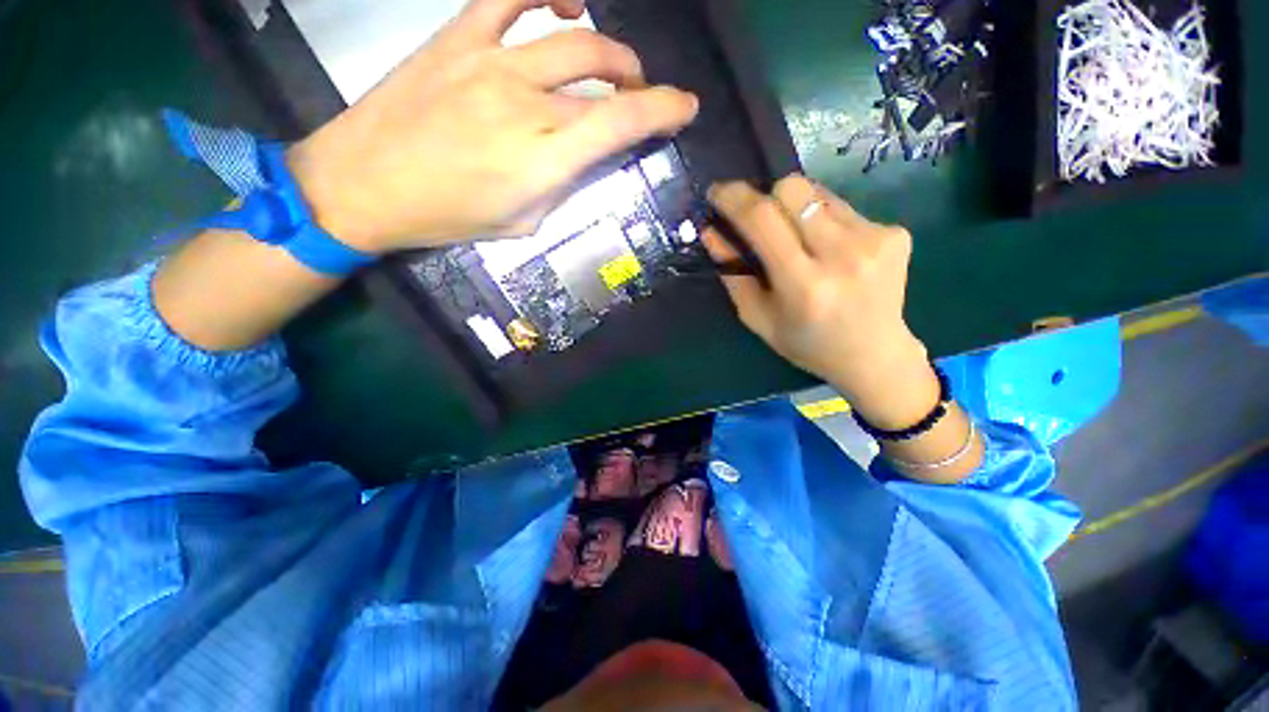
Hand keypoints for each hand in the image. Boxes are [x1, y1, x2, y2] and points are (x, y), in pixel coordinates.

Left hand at [287, 0, 698, 252]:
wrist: (363, 185)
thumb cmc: (446, 217)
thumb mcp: (522, 222)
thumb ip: (559, 185)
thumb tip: (584, 156)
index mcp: (543, 159)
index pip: (621, 123)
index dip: (664, 111)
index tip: (685, 108)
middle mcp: (526, 103)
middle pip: (604, 76)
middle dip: (638, 85)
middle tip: (639, 97)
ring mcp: (491, 62)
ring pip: (573, 38)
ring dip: (609, 50)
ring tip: (615, 65)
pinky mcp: (458, 39)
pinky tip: (566, 3)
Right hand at [703, 176, 937, 428]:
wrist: (874, 354)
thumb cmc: (805, 342)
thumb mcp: (758, 317)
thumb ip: (733, 274)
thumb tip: (712, 232)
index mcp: (804, 285)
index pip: (763, 219)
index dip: (735, 198)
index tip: (717, 193)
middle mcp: (843, 255)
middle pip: (792, 189)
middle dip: (766, 197)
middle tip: (761, 221)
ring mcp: (875, 239)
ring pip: (817, 193)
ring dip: (795, 210)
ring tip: (798, 241)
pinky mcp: (895, 232)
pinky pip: (842, 206)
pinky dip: (822, 220)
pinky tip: (829, 250)